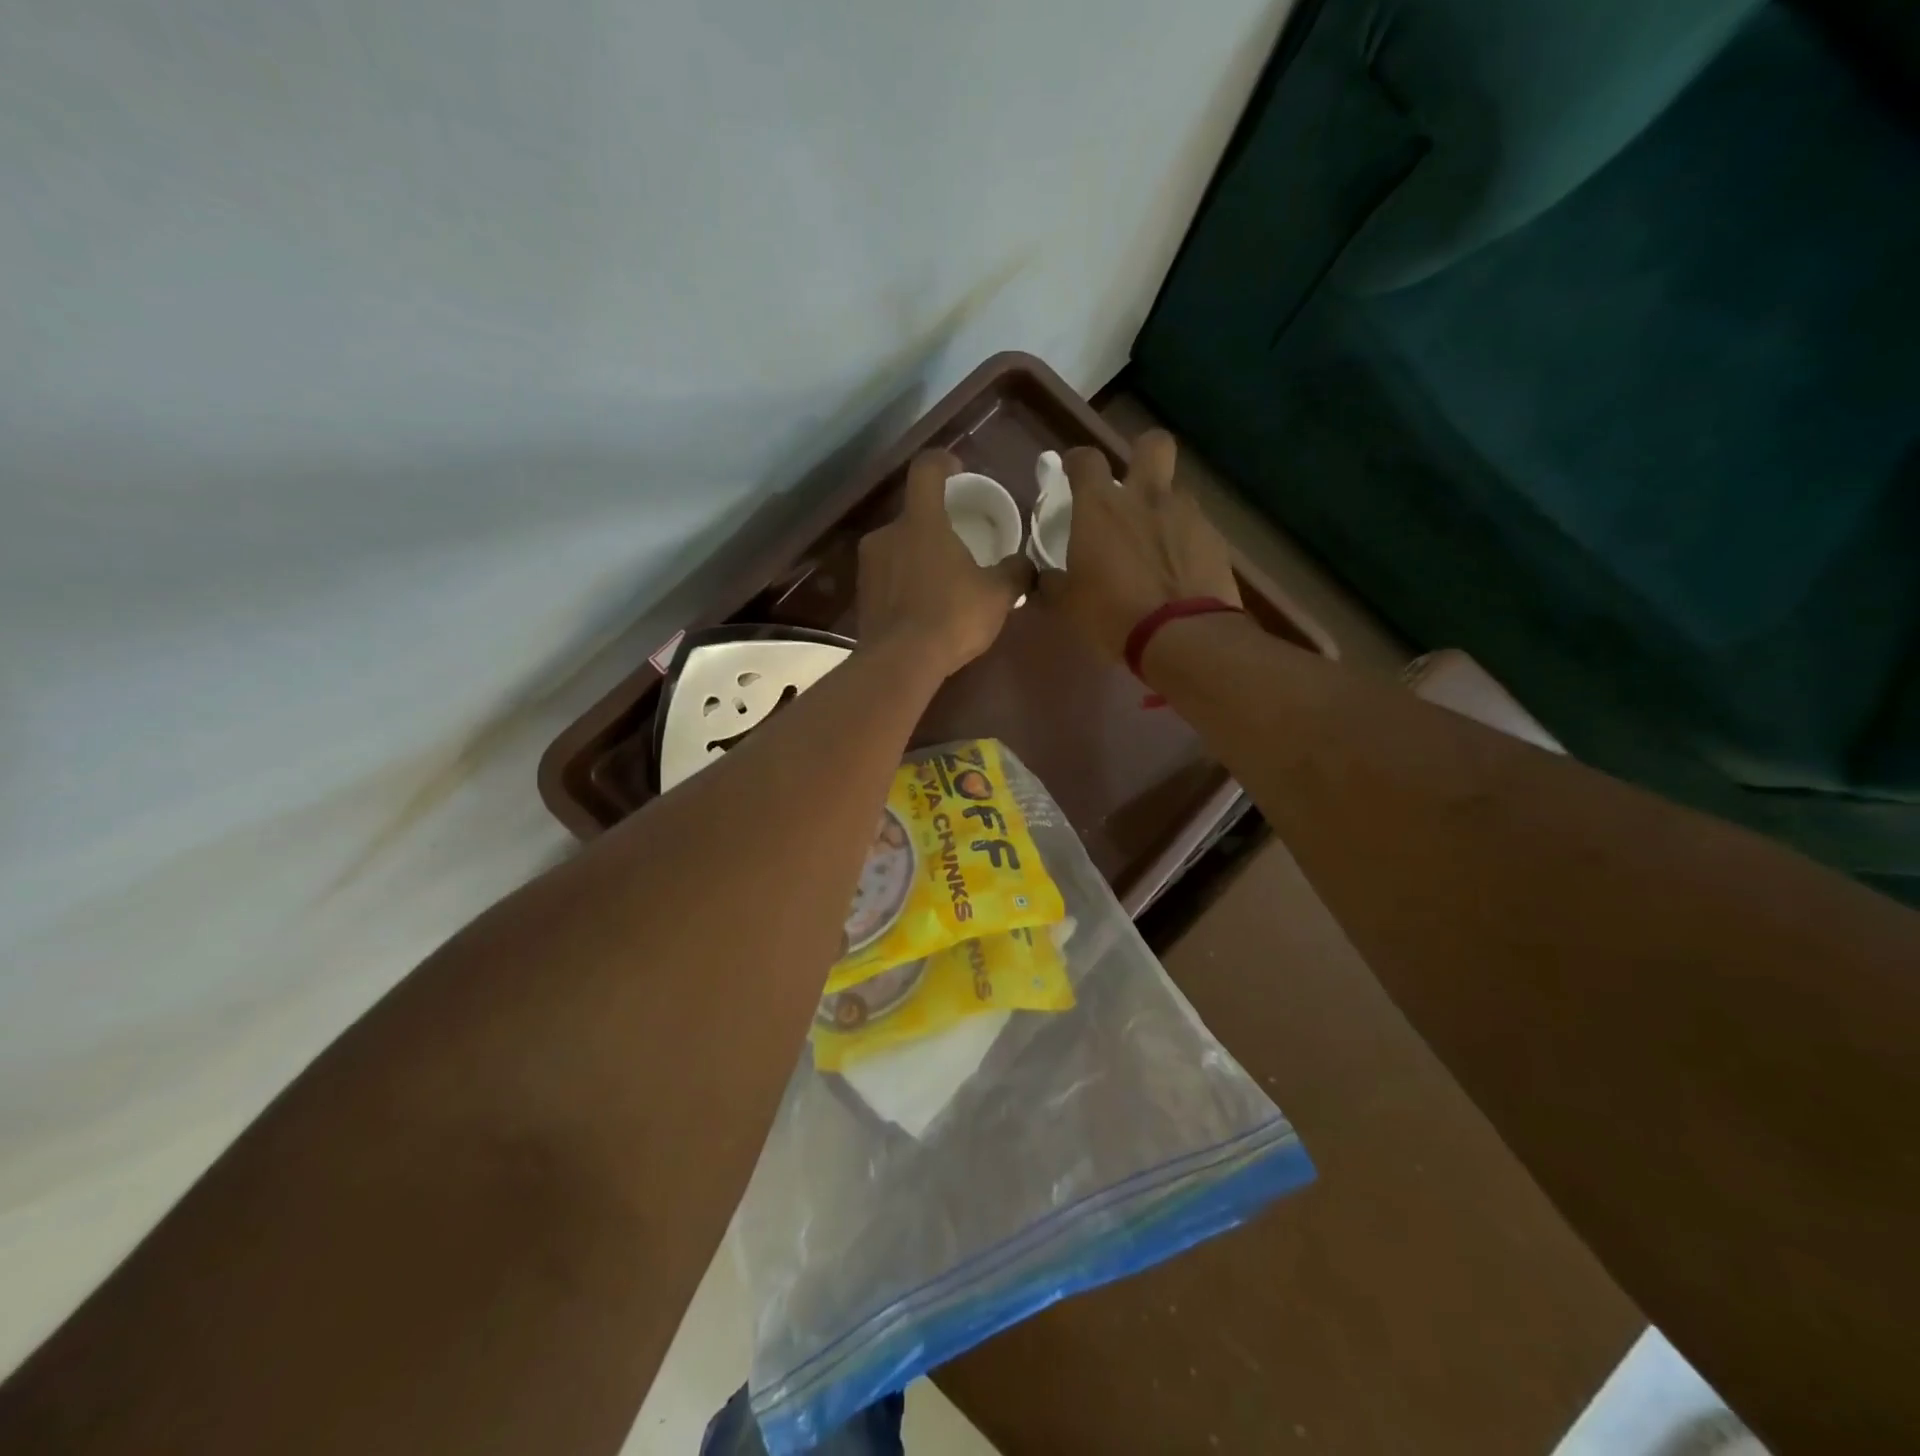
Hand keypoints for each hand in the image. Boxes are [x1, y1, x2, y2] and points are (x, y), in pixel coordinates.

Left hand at [856, 450, 1031, 680]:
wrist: (899, 663)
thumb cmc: (951, 617)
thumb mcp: (997, 595)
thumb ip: (1015, 572)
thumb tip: (1026, 564)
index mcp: (922, 521)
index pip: (927, 470)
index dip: (943, 462)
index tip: (956, 469)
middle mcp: (887, 533)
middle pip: (913, 515)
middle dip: (936, 524)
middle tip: (958, 545)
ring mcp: (869, 565)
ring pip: (898, 547)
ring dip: (919, 556)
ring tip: (942, 581)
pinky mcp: (861, 595)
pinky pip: (888, 577)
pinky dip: (905, 583)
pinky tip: (923, 607)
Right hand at [1039, 429, 1239, 658]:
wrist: (1182, 635)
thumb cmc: (1112, 615)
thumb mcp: (1068, 605)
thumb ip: (1054, 582)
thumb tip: (1046, 577)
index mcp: (1101, 507)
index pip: (1086, 460)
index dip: (1077, 461)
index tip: (1072, 471)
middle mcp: (1146, 497)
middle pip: (1152, 444)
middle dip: (1141, 453)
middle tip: (1132, 483)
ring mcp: (1186, 514)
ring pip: (1176, 491)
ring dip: (1164, 507)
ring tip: (1156, 543)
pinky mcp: (1215, 538)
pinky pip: (1196, 527)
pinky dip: (1185, 541)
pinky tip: (1179, 570)